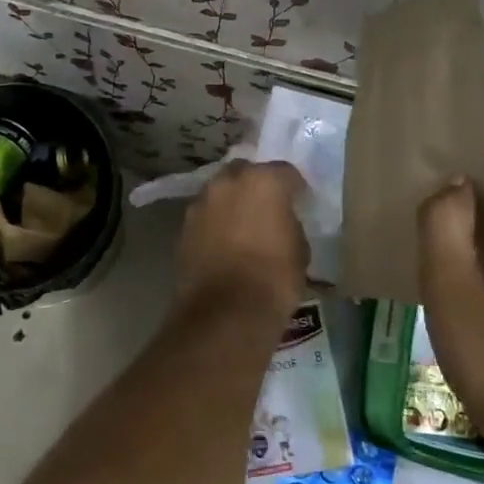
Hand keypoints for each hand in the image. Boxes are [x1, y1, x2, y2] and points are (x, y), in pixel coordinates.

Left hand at [175, 160, 308, 316]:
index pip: (285, 171)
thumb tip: (281, 222)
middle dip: (255, 185)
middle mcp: (227, 182)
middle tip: (266, 207)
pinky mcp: (183, 227)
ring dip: (231, 203)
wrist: (225, 312)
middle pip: (245, 172)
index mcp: (263, 181)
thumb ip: (289, 223)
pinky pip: (205, 216)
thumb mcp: (299, 249)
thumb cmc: (273, 278)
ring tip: (242, 225)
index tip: (299, 200)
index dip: (294, 187)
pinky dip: (214, 223)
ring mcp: (201, 203)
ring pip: (220, 192)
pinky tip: (224, 243)